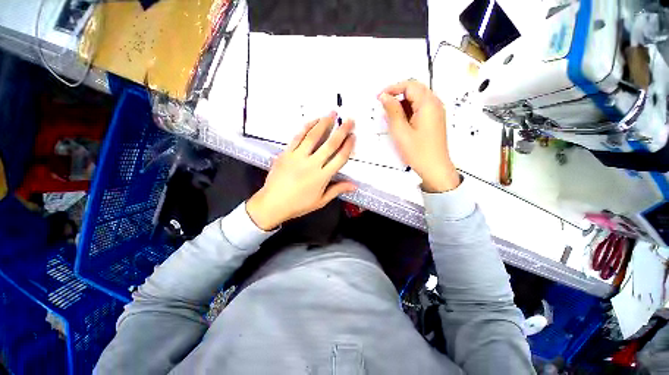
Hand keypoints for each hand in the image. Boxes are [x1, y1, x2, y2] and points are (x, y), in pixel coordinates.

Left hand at [246, 112, 356, 230]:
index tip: (353, 137)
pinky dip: (306, 127)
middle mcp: (312, 164)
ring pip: (313, 136)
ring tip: (332, 113)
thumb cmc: (298, 204)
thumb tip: (353, 185)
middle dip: (342, 131)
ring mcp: (298, 157)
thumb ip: (337, 190)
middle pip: (330, 144)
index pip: (340, 158)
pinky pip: (297, 137)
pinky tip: (313, 121)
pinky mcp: (286, 153)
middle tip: (349, 120)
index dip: (348, 146)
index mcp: (322, 177)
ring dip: (324, 123)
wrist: (272, 203)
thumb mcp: (320, 201)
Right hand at [379, 80, 459, 192]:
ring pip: (417, 99)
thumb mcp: (401, 131)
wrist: (435, 169)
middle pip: (415, 90)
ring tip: (389, 116)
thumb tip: (384, 96)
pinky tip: (400, 121)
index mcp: (428, 104)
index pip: (410, 85)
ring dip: (402, 103)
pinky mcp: (434, 120)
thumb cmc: (417, 151)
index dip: (392, 88)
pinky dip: (408, 110)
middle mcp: (435, 103)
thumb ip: (392, 111)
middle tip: (382, 105)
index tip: (378, 97)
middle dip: (397, 94)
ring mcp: (436, 112)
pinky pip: (420, 108)